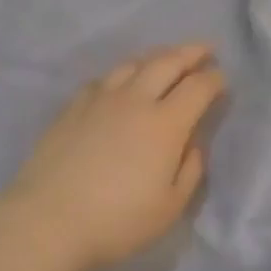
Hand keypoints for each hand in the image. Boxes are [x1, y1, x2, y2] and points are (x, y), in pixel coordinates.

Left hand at [4, 44, 225, 270]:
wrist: (48, 220)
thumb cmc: (117, 221)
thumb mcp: (169, 207)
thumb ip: (190, 170)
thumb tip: (193, 143)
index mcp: (165, 124)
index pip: (198, 87)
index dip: (215, 79)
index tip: (222, 78)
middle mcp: (135, 101)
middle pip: (167, 62)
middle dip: (190, 52)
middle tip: (205, 49)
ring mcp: (100, 100)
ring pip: (133, 64)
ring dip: (156, 56)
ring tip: (166, 59)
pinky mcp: (72, 107)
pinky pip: (103, 79)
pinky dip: (122, 74)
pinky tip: (121, 82)